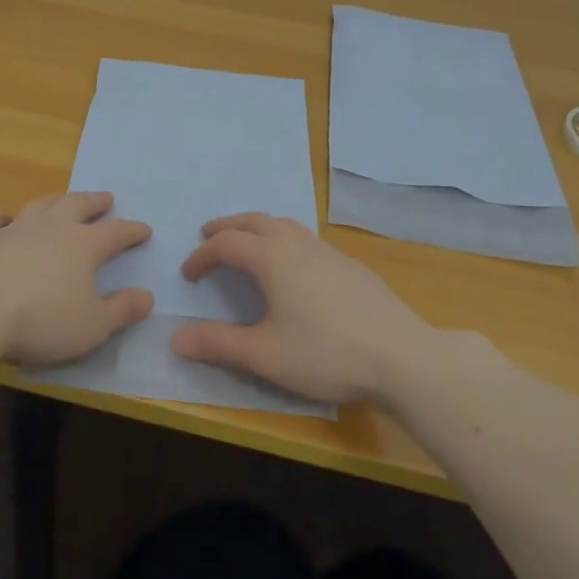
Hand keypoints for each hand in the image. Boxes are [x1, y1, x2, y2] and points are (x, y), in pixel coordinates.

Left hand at [0, 191, 153, 366]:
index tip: (144, 229)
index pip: (116, 233)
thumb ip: (121, 310)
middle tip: (106, 198)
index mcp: (83, 245)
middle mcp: (52, 228)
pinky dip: (2, 218)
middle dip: (95, 202)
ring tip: (62, 200)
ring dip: (55, 201)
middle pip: (78, 205)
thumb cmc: (41, 321)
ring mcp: (15, 229)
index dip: (132, 231)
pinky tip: (3, 220)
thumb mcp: (92, 326)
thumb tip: (147, 297)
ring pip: (40, 205)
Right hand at [172, 213, 435, 404]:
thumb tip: (176, 338)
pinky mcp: (352, 267)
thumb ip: (218, 344)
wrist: (403, 357)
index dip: (202, 255)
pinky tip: (295, 267)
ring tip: (249, 243)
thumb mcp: (264, 355)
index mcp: (272, 259)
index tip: (188, 274)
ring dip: (259, 228)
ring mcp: (329, 253)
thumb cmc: (326, 353)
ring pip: (286, 225)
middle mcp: (298, 245)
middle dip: (228, 226)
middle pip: (256, 221)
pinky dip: (286, 240)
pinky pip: (308, 239)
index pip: (227, 244)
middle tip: (209, 234)